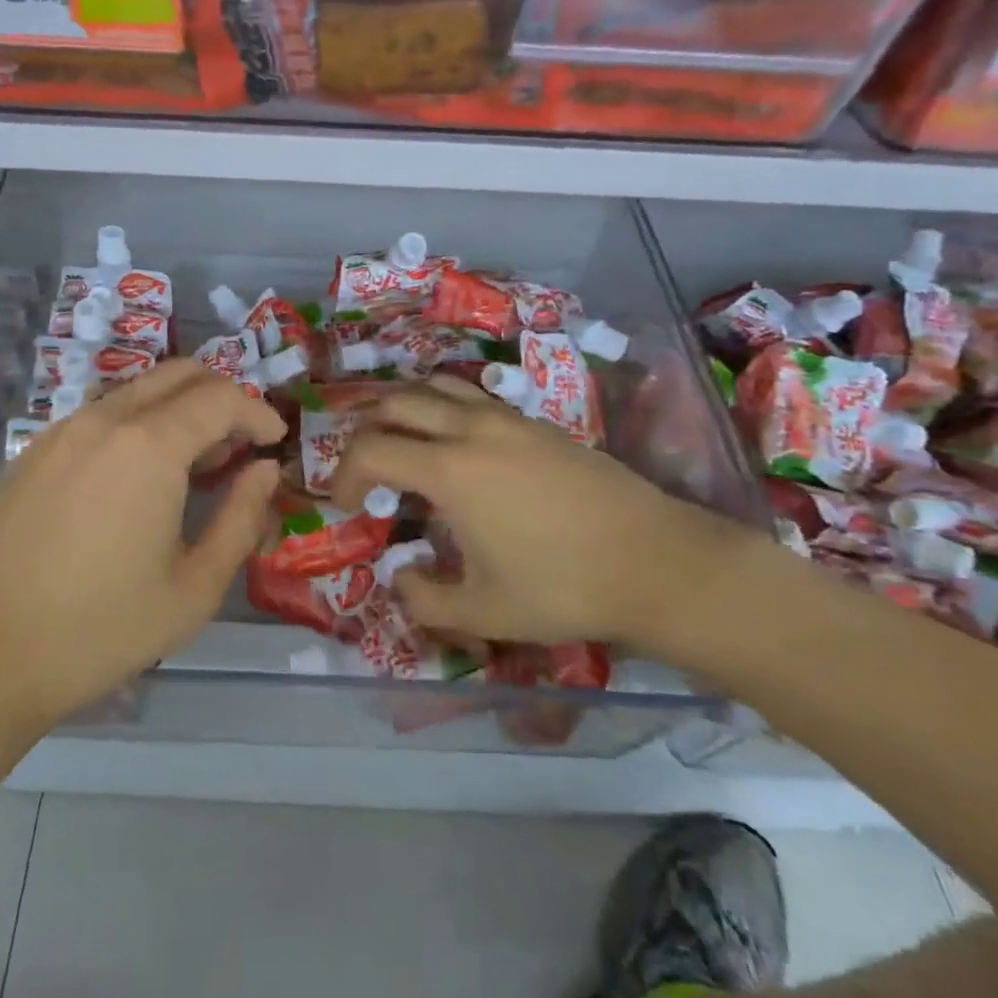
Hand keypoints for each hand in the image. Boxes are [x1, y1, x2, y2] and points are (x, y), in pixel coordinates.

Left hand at [0, 361, 284, 741]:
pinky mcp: (33, 451)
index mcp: (150, 446)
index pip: (222, 397)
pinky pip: (101, 413)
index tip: (276, 442)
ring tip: (194, 464)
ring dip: (179, 408)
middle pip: (180, 374)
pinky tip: (138, 477)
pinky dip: (138, 423)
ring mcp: (62, 430)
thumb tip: (265, 470)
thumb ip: (241, 519)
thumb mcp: (194, 588)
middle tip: (241, 445)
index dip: (258, 413)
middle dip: (223, 396)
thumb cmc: (100, 629)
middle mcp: (105, 419)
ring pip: (138, 390)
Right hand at [329, 375, 750, 651]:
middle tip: (365, 469)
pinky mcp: (536, 423)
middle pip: (396, 402)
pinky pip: (472, 396)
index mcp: (450, 470)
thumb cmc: (564, 587)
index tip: (343, 505)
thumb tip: (400, 575)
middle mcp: (472, 429)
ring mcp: (508, 419)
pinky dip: (443, 407)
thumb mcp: (484, 611)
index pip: (371, 449)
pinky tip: (456, 445)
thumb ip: (424, 598)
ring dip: (405, 407)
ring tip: (401, 442)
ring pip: (436, 386)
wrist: (656, 560)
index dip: (342, 474)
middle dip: (366, 430)